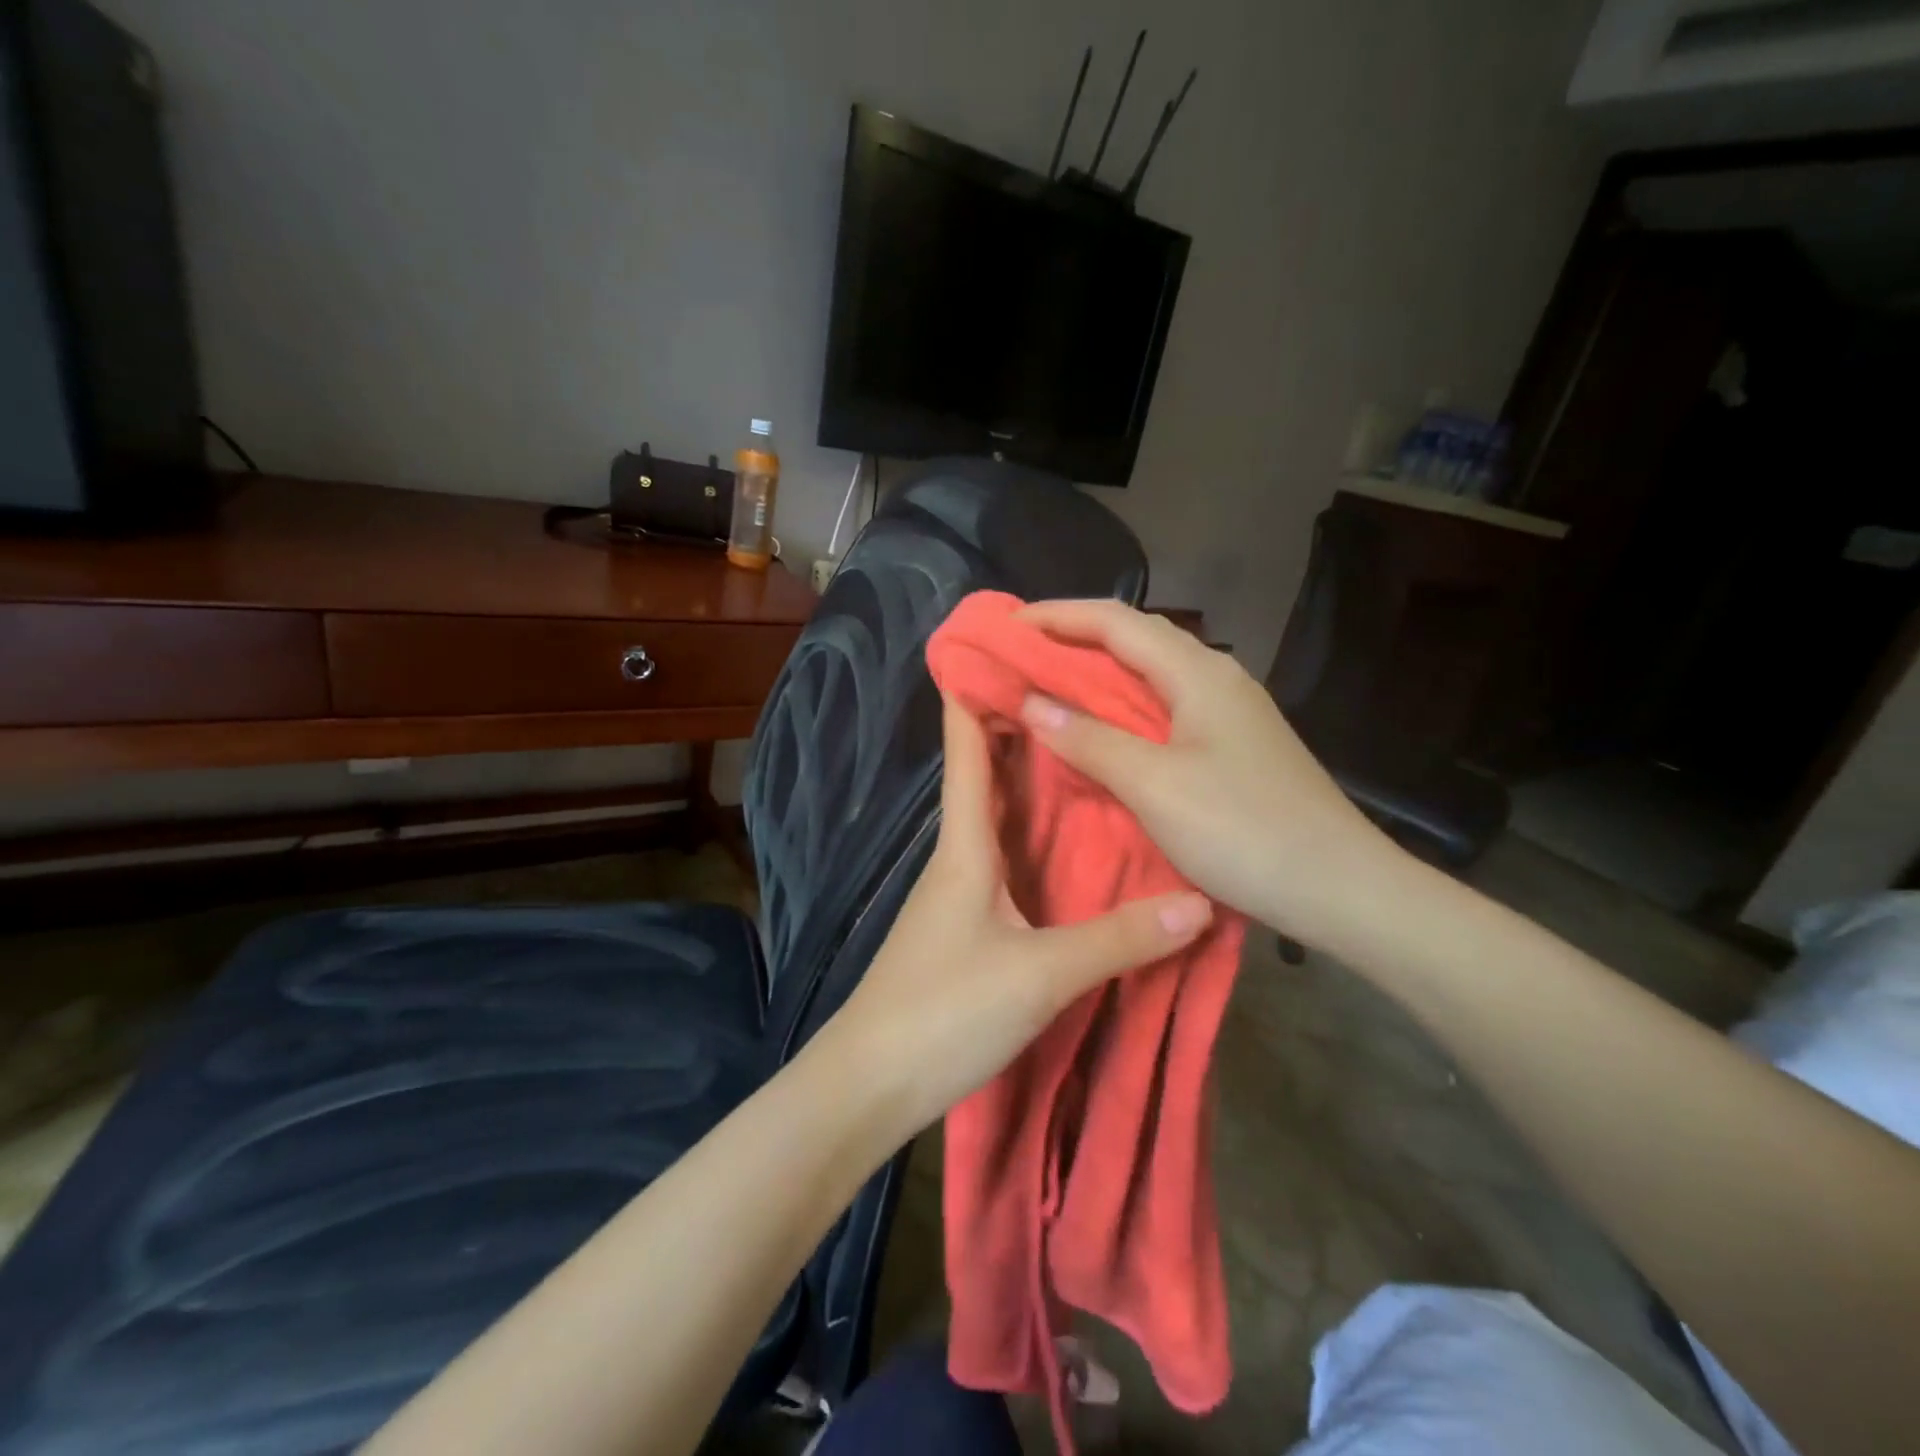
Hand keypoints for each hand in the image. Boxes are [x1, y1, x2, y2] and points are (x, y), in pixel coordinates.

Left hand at [824, 693, 1213, 1134]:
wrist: (871, 1083)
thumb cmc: (944, 1011)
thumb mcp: (1041, 974)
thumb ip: (1118, 938)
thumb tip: (1198, 903)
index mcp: (964, 844)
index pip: (966, 748)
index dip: (977, 693)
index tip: (1005, 645)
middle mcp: (959, 854)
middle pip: (987, 774)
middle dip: (1022, 728)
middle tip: (1079, 691)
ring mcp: (959, 892)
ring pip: (999, 816)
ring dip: (1032, 780)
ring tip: (1087, 749)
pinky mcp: (967, 926)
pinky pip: (1006, 860)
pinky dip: (1035, 835)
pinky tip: (1070, 841)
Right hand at [1014, 599, 1402, 948]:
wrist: (1340, 888)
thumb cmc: (1244, 830)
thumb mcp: (1155, 786)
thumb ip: (1090, 740)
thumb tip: (1031, 702)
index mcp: (1198, 673)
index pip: (1116, 621)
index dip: (1057, 616)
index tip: (1007, 625)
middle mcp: (1216, 678)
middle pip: (1136, 638)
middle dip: (1074, 638)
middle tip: (1021, 653)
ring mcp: (1230, 713)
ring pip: (1151, 673)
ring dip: (1099, 672)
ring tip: (1051, 683)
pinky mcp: (1234, 745)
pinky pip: (1165, 707)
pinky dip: (1123, 706)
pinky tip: (1105, 729)